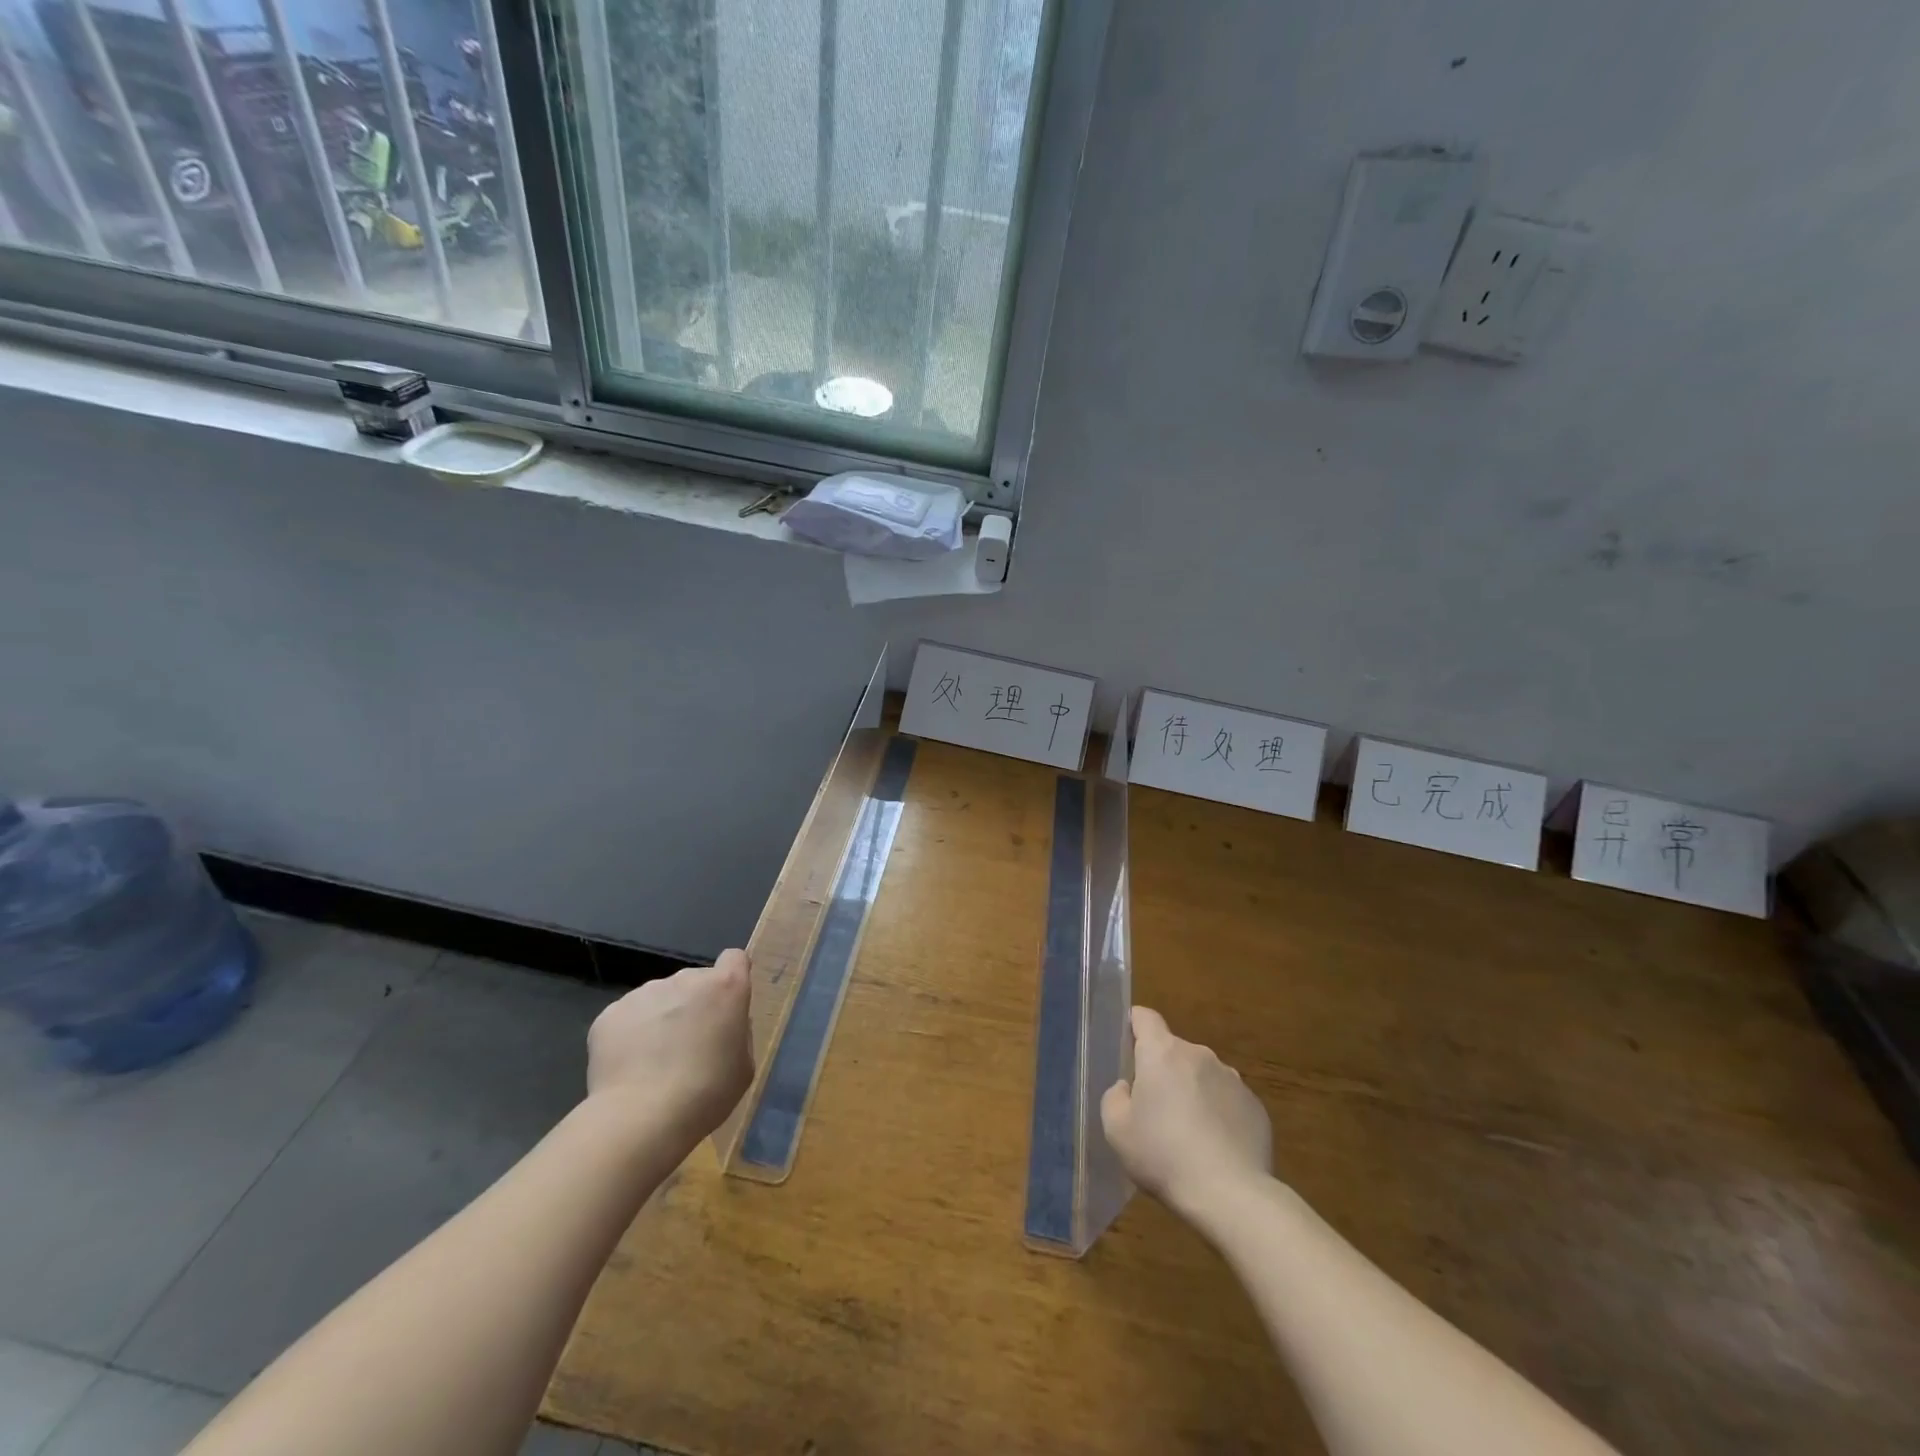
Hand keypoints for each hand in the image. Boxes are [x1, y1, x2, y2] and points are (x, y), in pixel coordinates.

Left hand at [587, 950, 752, 1141]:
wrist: (641, 1118)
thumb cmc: (707, 1093)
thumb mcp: (743, 1065)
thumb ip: (737, 1033)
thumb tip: (722, 1024)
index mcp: (725, 987)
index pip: (734, 958)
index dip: (732, 977)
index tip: (726, 1004)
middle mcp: (685, 979)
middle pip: (694, 982)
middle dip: (693, 1005)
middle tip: (688, 1046)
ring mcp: (645, 992)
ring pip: (659, 998)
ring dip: (661, 1018)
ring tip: (653, 1062)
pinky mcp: (610, 1013)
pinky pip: (628, 1017)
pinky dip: (631, 1035)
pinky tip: (630, 1067)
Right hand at [1101, 1006, 1272, 1221]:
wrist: (1231, 1196)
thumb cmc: (1164, 1156)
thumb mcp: (1117, 1130)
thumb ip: (1115, 1097)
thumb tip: (1129, 1088)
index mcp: (1162, 1052)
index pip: (1145, 1017)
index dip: (1134, 1027)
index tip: (1129, 1051)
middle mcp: (1199, 1055)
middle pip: (1173, 1051)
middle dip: (1163, 1072)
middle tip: (1155, 1112)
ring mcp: (1232, 1078)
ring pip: (1202, 1075)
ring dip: (1192, 1092)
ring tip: (1188, 1136)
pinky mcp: (1256, 1106)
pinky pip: (1227, 1100)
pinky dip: (1218, 1114)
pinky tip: (1215, 1149)